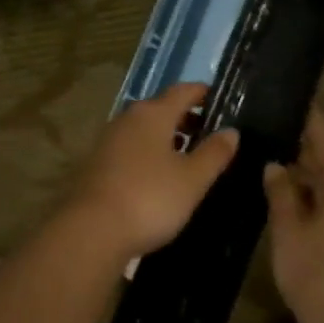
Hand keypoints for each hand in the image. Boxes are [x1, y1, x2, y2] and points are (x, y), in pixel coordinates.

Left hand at [55, 82, 238, 268]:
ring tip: (188, 155)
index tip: (221, 100)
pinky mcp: (97, 163)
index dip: (203, 93)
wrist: (92, 231)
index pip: (183, 91)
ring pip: (144, 129)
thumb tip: (231, 131)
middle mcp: (128, 119)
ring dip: (167, 136)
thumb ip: (214, 153)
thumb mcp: (192, 179)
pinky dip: (149, 152)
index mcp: (153, 114)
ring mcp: (109, 140)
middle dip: (186, 117)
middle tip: (210, 133)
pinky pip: (131, 147)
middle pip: (161, 108)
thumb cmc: (150, 199)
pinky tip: (159, 175)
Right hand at [264, 109, 323, 322]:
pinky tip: (313, 216)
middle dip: (308, 155)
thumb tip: (276, 167)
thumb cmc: (320, 273)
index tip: (288, 104)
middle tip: (276, 147)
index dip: (304, 118)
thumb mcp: (288, 230)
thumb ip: (281, 192)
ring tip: (289, 183)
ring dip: (322, 182)